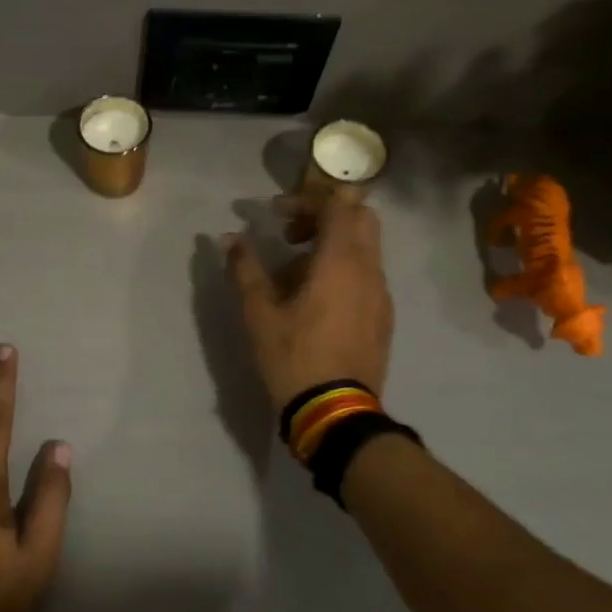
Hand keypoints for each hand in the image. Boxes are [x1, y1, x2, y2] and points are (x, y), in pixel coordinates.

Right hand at [223, 193, 394, 413]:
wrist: (335, 411)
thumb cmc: (293, 356)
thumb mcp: (259, 312)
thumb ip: (245, 268)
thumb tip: (229, 238)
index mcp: (341, 262)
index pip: (337, 205)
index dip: (305, 200)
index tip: (275, 214)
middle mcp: (369, 270)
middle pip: (360, 219)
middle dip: (325, 216)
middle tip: (291, 234)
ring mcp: (381, 295)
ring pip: (365, 248)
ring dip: (332, 245)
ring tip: (294, 272)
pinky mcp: (382, 317)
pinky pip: (366, 276)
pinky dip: (343, 270)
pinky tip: (314, 299)